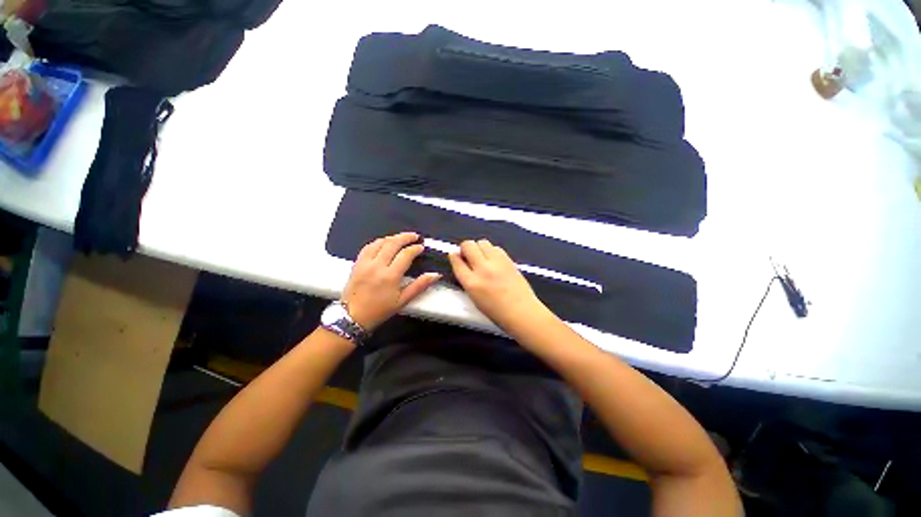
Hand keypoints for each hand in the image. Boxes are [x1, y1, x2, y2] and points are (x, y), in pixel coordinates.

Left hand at [342, 232, 440, 330]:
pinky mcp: (357, 263)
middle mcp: (377, 265)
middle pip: (393, 243)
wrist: (352, 316)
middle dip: (406, 237)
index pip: (405, 254)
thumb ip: (419, 286)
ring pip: (380, 242)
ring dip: (393, 237)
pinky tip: (384, 242)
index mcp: (390, 276)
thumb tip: (435, 275)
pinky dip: (379, 241)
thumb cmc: (379, 310)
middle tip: (415, 236)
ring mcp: (365, 263)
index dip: (415, 248)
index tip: (421, 247)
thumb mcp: (403, 301)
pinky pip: (368, 246)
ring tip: (402, 238)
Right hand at [448, 239, 549, 331]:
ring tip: (482, 257)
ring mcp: (497, 263)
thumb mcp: (474, 298)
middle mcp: (483, 269)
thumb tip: (462, 264)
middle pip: (468, 245)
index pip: (457, 261)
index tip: (455, 255)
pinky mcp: (509, 260)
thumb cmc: (496, 311)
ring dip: (479, 247)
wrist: (522, 312)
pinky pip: (496, 247)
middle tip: (467, 254)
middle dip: (465, 248)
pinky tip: (494, 260)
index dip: (454, 256)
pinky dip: (492, 251)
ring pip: (482, 242)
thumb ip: (466, 280)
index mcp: (472, 283)